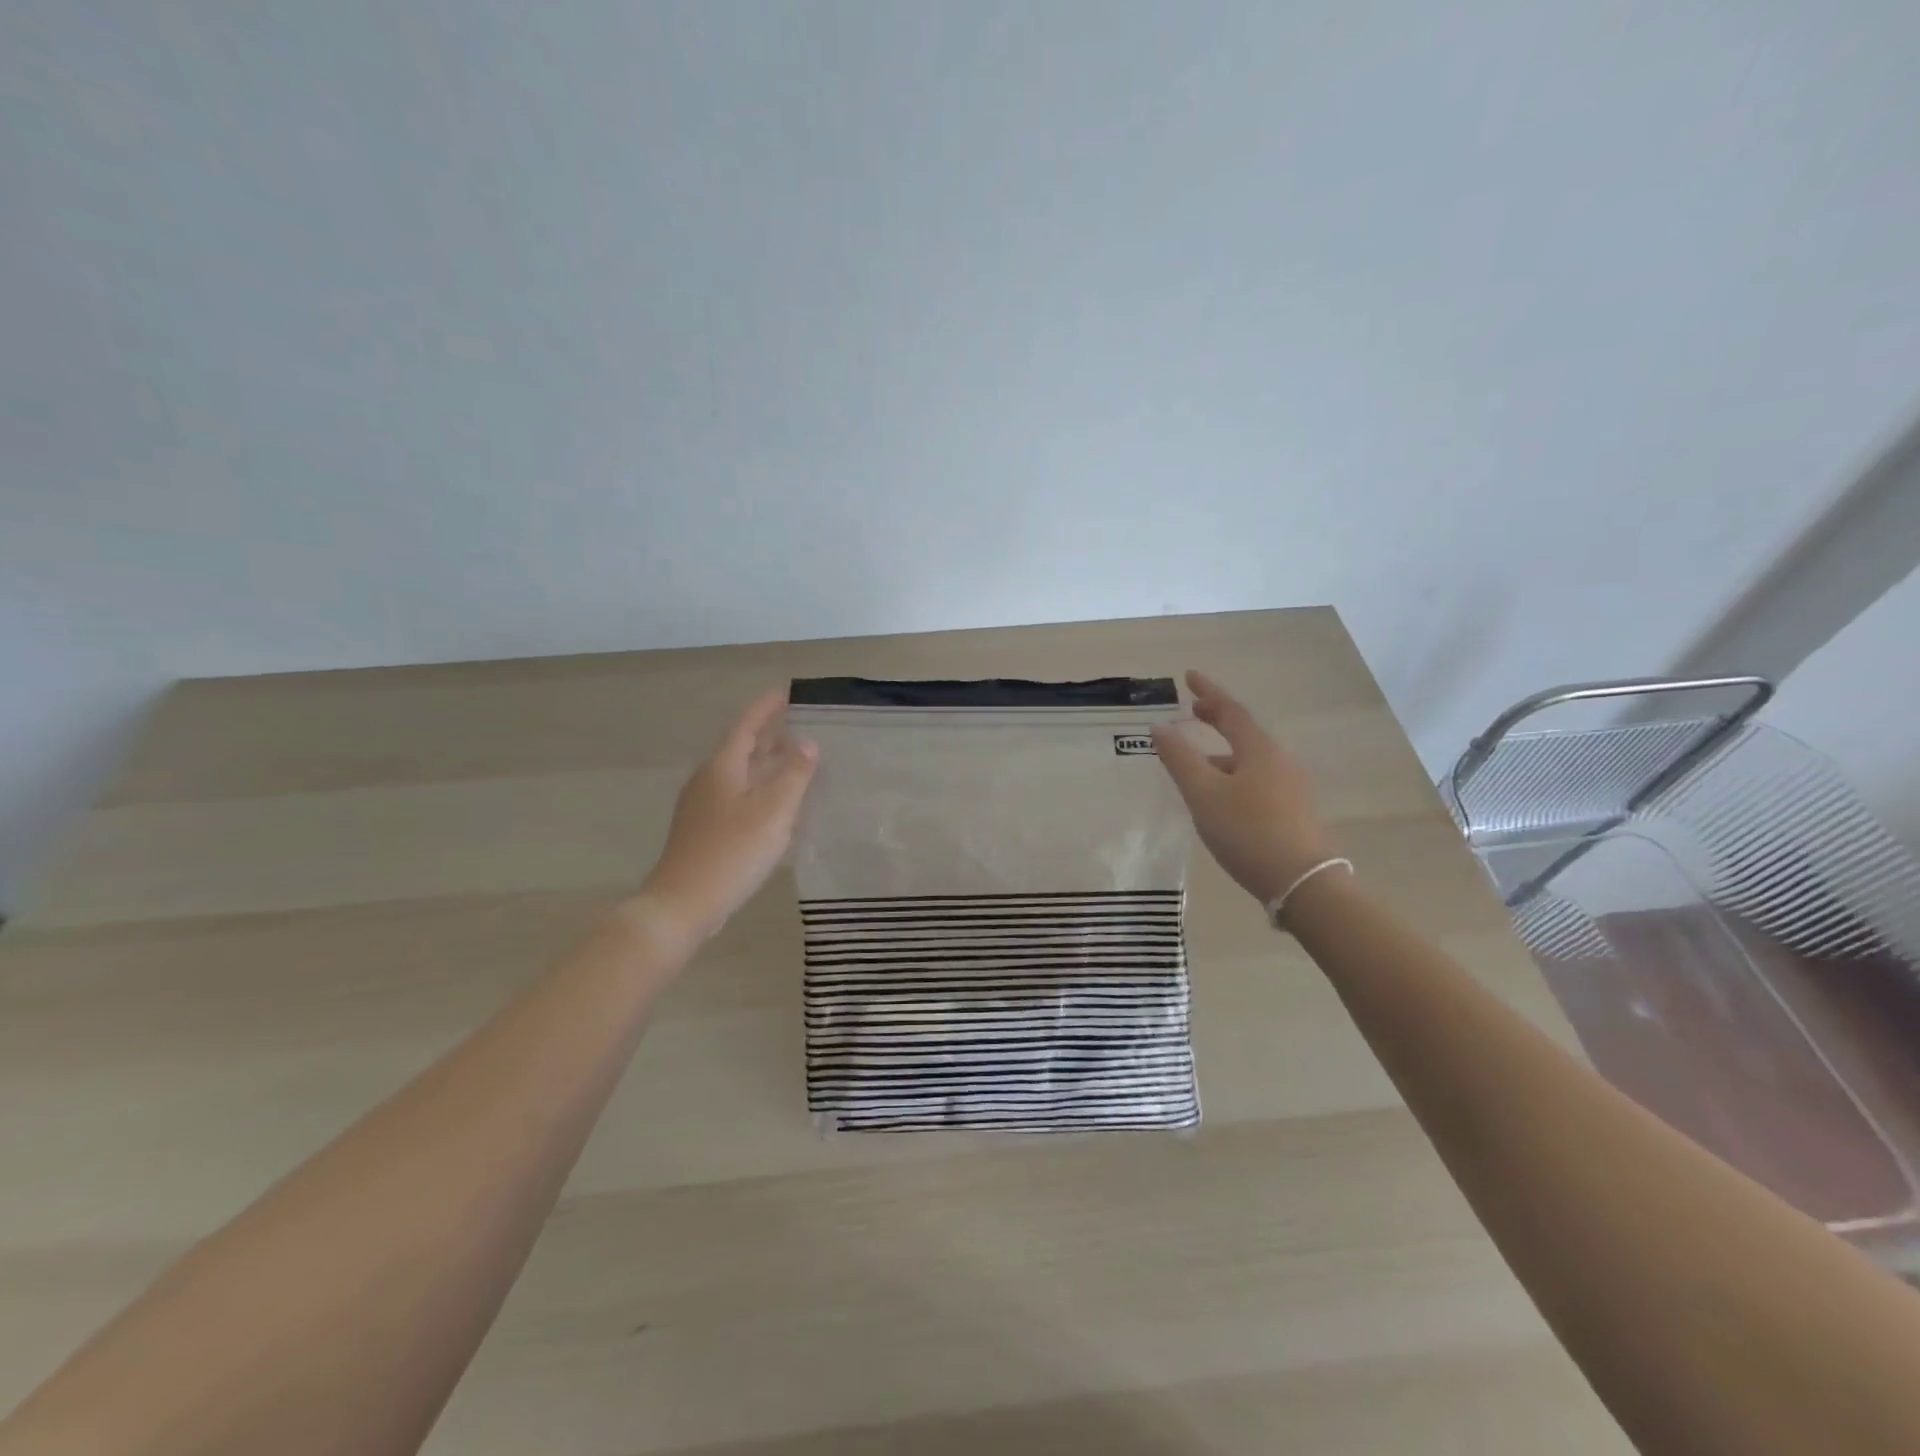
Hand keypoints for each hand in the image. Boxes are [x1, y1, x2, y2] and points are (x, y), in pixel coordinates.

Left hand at [635, 688, 818, 947]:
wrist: (682, 904)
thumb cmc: (732, 852)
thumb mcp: (773, 811)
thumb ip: (793, 775)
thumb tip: (806, 744)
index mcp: (722, 767)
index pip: (746, 725)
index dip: (766, 708)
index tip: (787, 692)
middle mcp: (708, 780)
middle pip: (740, 747)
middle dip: (768, 735)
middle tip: (798, 726)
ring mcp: (701, 806)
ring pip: (738, 773)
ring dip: (764, 763)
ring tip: (792, 762)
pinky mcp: (702, 830)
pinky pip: (736, 796)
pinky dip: (757, 789)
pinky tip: (774, 806)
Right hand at [1152, 670, 1336, 905]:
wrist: (1303, 883)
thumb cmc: (1247, 831)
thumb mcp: (1203, 794)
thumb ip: (1179, 759)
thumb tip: (1160, 727)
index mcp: (1259, 749)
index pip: (1230, 710)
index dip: (1208, 692)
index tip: (1188, 676)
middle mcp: (1280, 761)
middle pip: (1244, 733)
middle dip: (1217, 720)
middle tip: (1193, 713)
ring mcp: (1292, 788)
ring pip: (1250, 761)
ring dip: (1223, 755)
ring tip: (1197, 767)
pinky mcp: (1295, 813)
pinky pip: (1258, 782)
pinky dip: (1235, 777)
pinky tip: (1222, 801)